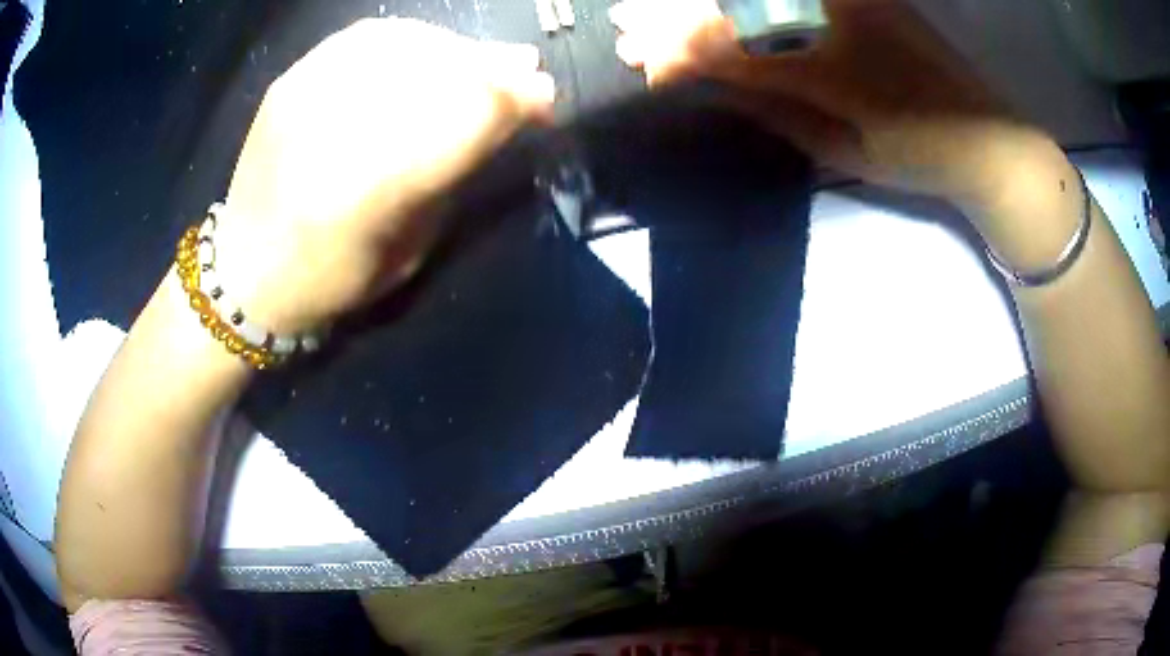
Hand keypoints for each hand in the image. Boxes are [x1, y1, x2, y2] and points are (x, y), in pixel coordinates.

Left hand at [217, 18, 553, 332]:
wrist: (245, 272)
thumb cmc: (331, 281)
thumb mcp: (409, 246)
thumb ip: (452, 173)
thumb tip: (504, 114)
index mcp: (371, 191)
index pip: (467, 114)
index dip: (519, 98)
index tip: (544, 100)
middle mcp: (336, 129)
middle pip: (440, 69)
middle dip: (495, 67)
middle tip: (525, 71)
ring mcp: (307, 94)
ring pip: (407, 42)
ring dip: (457, 48)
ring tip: (479, 61)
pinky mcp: (291, 80)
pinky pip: (365, 36)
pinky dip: (410, 38)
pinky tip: (428, 51)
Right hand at [612, 0, 1057, 215]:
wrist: (989, 137)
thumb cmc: (918, 155)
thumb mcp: (842, 148)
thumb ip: (772, 107)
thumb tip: (709, 84)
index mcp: (827, 63)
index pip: (730, 50)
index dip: (680, 56)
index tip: (644, 68)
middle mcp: (833, 13)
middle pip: (737, 5)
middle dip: (677, 18)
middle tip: (631, 29)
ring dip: (709, 2)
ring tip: (661, 12)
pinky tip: (732, 6)